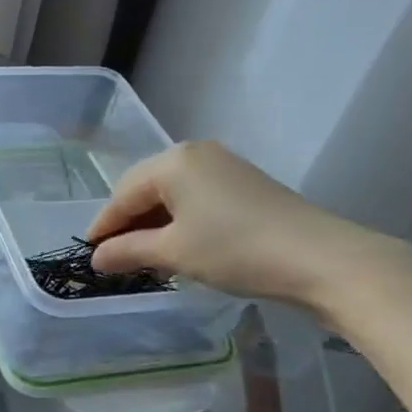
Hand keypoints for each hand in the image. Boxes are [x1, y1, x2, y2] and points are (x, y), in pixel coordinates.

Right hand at [86, 141, 406, 312]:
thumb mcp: (174, 252)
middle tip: (116, 258)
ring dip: (154, 223)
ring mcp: (224, 165)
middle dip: (128, 223)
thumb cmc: (235, 250)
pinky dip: (181, 220)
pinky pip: (196, 197)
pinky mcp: (245, 183)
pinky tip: (180, 245)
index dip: (103, 226)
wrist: (323, 259)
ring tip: (145, 256)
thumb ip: (128, 251)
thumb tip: (96, 258)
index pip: (122, 194)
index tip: (89, 254)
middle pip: (145, 188)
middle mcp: (195, 153)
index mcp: (172, 160)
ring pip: (172, 193)